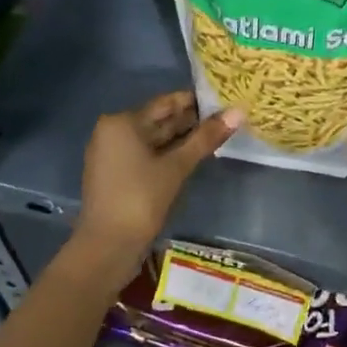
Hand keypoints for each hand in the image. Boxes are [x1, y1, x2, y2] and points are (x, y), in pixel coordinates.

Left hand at [74, 91, 240, 275]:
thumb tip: (238, 112)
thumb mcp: (177, 166)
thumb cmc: (141, 199)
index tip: (223, 100)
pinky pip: (145, 154)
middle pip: (158, 120)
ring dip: (181, 138)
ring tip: (215, 135)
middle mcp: (112, 131)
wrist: (108, 246)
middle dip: (190, 121)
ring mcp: (112, 154)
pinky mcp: (116, 173)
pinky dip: (167, 153)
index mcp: (122, 122)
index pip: (165, 103)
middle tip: (225, 118)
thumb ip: (206, 138)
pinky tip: (192, 156)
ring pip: (153, 139)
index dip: (195, 101)